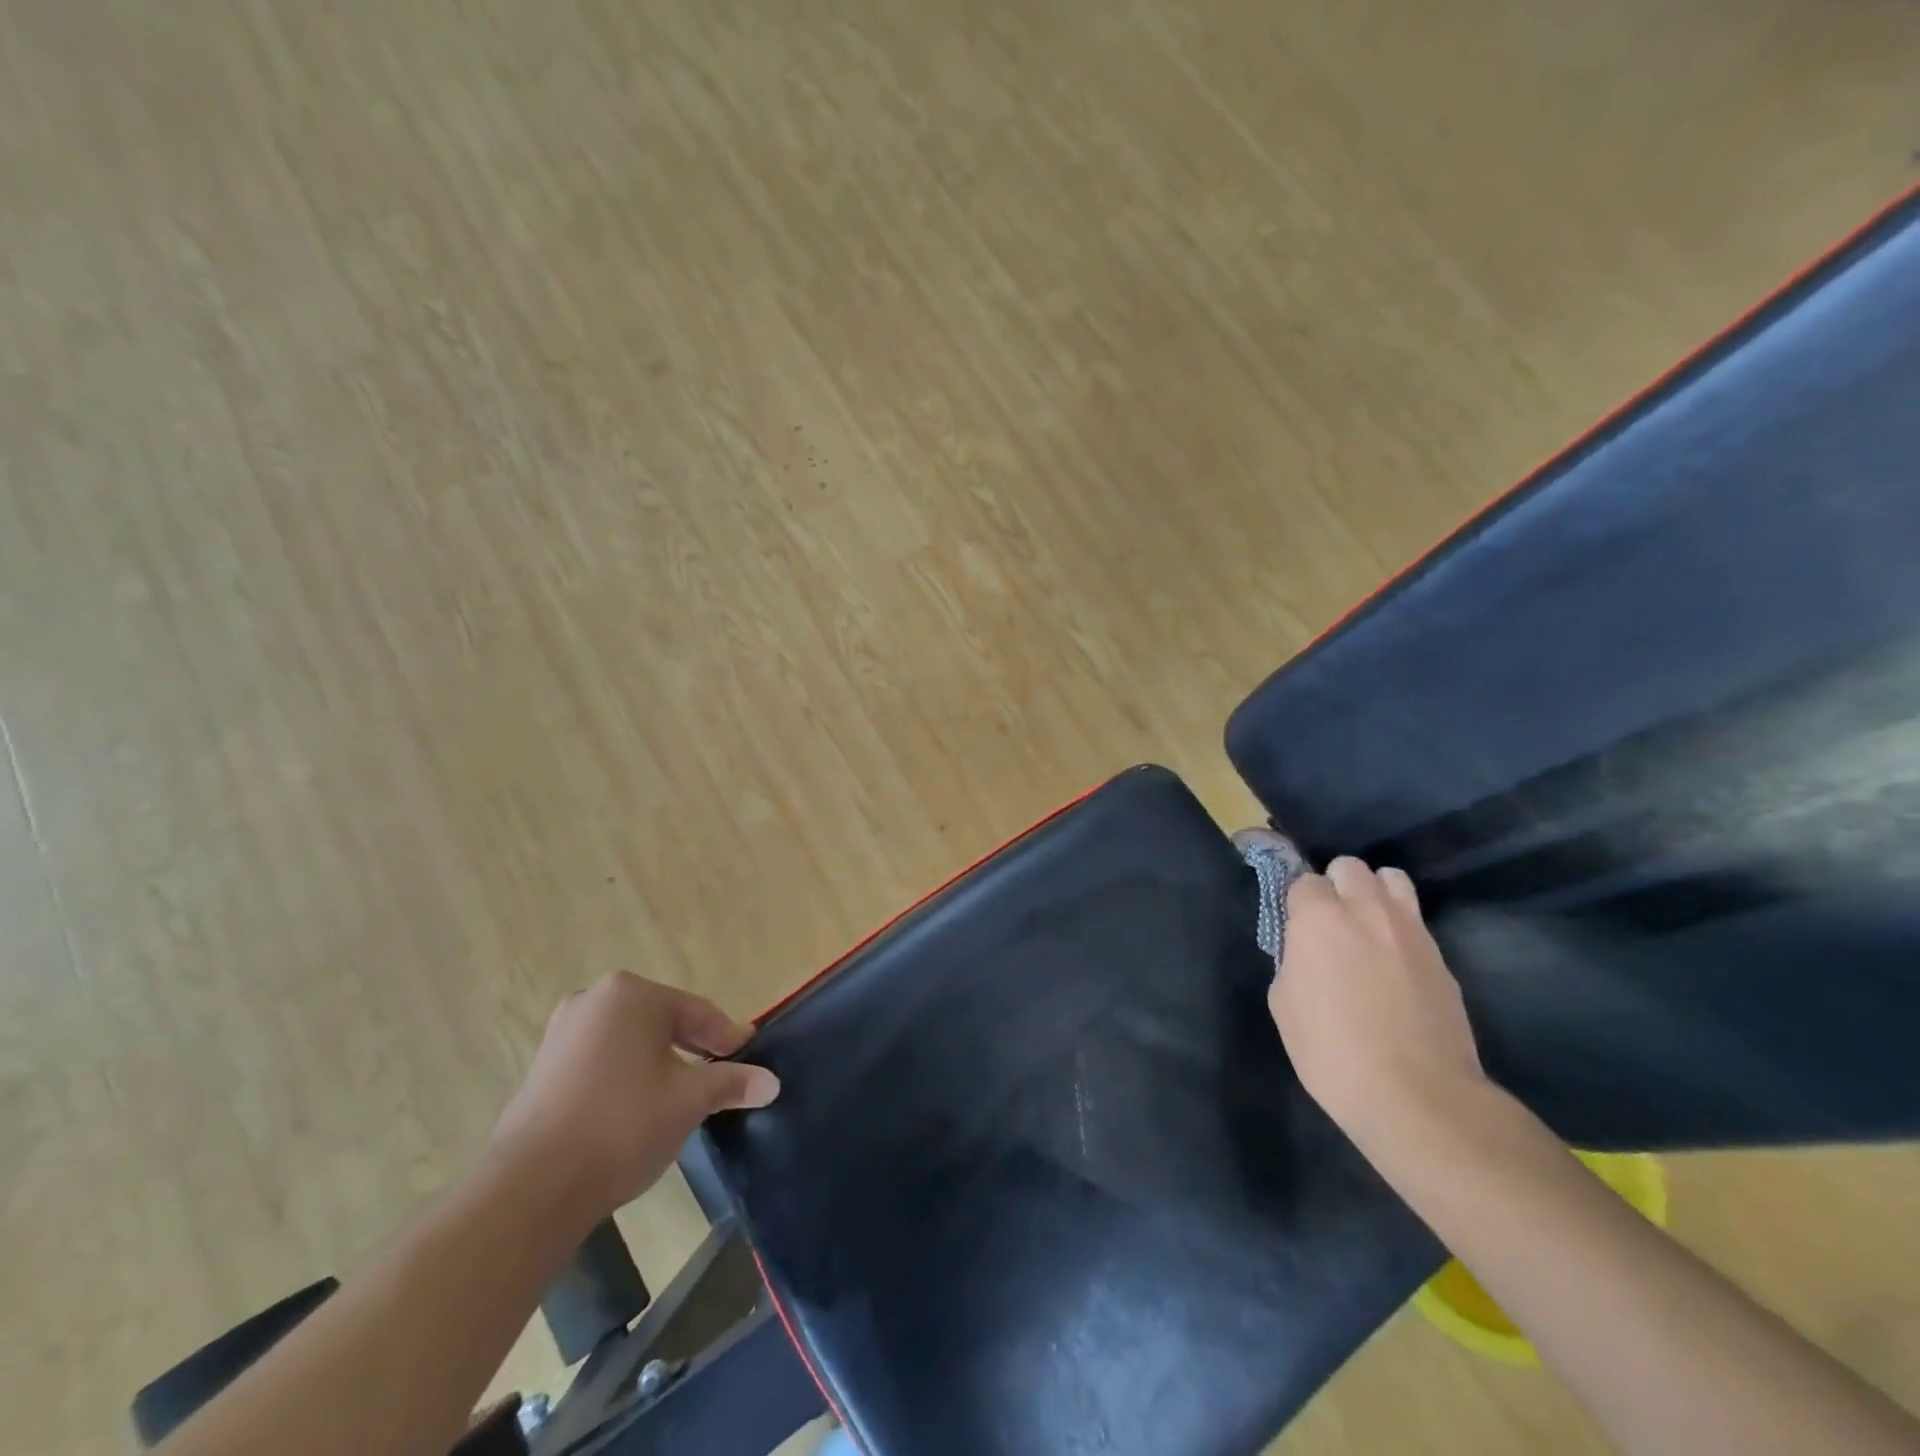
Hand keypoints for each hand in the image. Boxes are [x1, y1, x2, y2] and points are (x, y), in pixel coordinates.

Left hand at [488, 972, 779, 1219]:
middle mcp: (594, 1000)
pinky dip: (628, 1075)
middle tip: (721, 1075)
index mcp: (632, 994)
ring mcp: (563, 1032)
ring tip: (683, 1093)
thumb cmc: (622, 1125)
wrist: (531, 1189)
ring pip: (632, 1041)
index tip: (749, 1057)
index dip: (727, 1037)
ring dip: (661, 1062)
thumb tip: (772, 1082)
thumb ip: (732, 1082)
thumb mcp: (690, 1100)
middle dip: (694, 1047)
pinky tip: (639, 1106)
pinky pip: (602, 1059)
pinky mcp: (543, 1067)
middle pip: (663, 1021)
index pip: (697, 1012)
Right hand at [1263, 850, 1485, 1146]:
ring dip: (1375, 893)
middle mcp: (1366, 910)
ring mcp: (1411, 930)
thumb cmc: (1332, 1051)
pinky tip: (1395, 965)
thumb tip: (1303, 951)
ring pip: (1392, 879)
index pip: (1303, 880)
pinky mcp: (1442, 957)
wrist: (1418, 1096)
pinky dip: (1400, 929)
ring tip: (1368, 928)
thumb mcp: (1284, 1004)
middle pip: (1350, 867)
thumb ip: (1292, 961)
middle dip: (1336, 885)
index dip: (1297, 903)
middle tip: (1330, 923)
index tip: (1295, 928)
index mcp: (1319, 918)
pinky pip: (1416, 922)